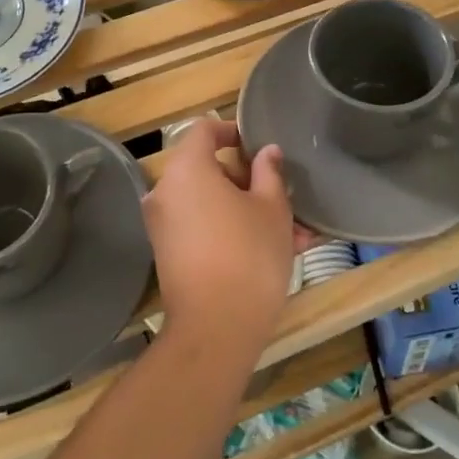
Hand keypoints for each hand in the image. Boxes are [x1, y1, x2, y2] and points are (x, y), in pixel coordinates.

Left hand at [142, 119, 306, 360]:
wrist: (216, 329)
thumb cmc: (249, 255)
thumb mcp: (273, 209)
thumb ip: (269, 173)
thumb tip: (266, 152)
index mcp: (186, 169)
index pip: (205, 130)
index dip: (233, 131)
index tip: (259, 146)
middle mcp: (166, 191)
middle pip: (209, 169)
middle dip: (251, 182)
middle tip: (287, 200)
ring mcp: (163, 224)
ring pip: (211, 203)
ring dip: (249, 211)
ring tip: (295, 235)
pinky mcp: (169, 253)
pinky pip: (203, 227)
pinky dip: (232, 230)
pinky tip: (274, 252)